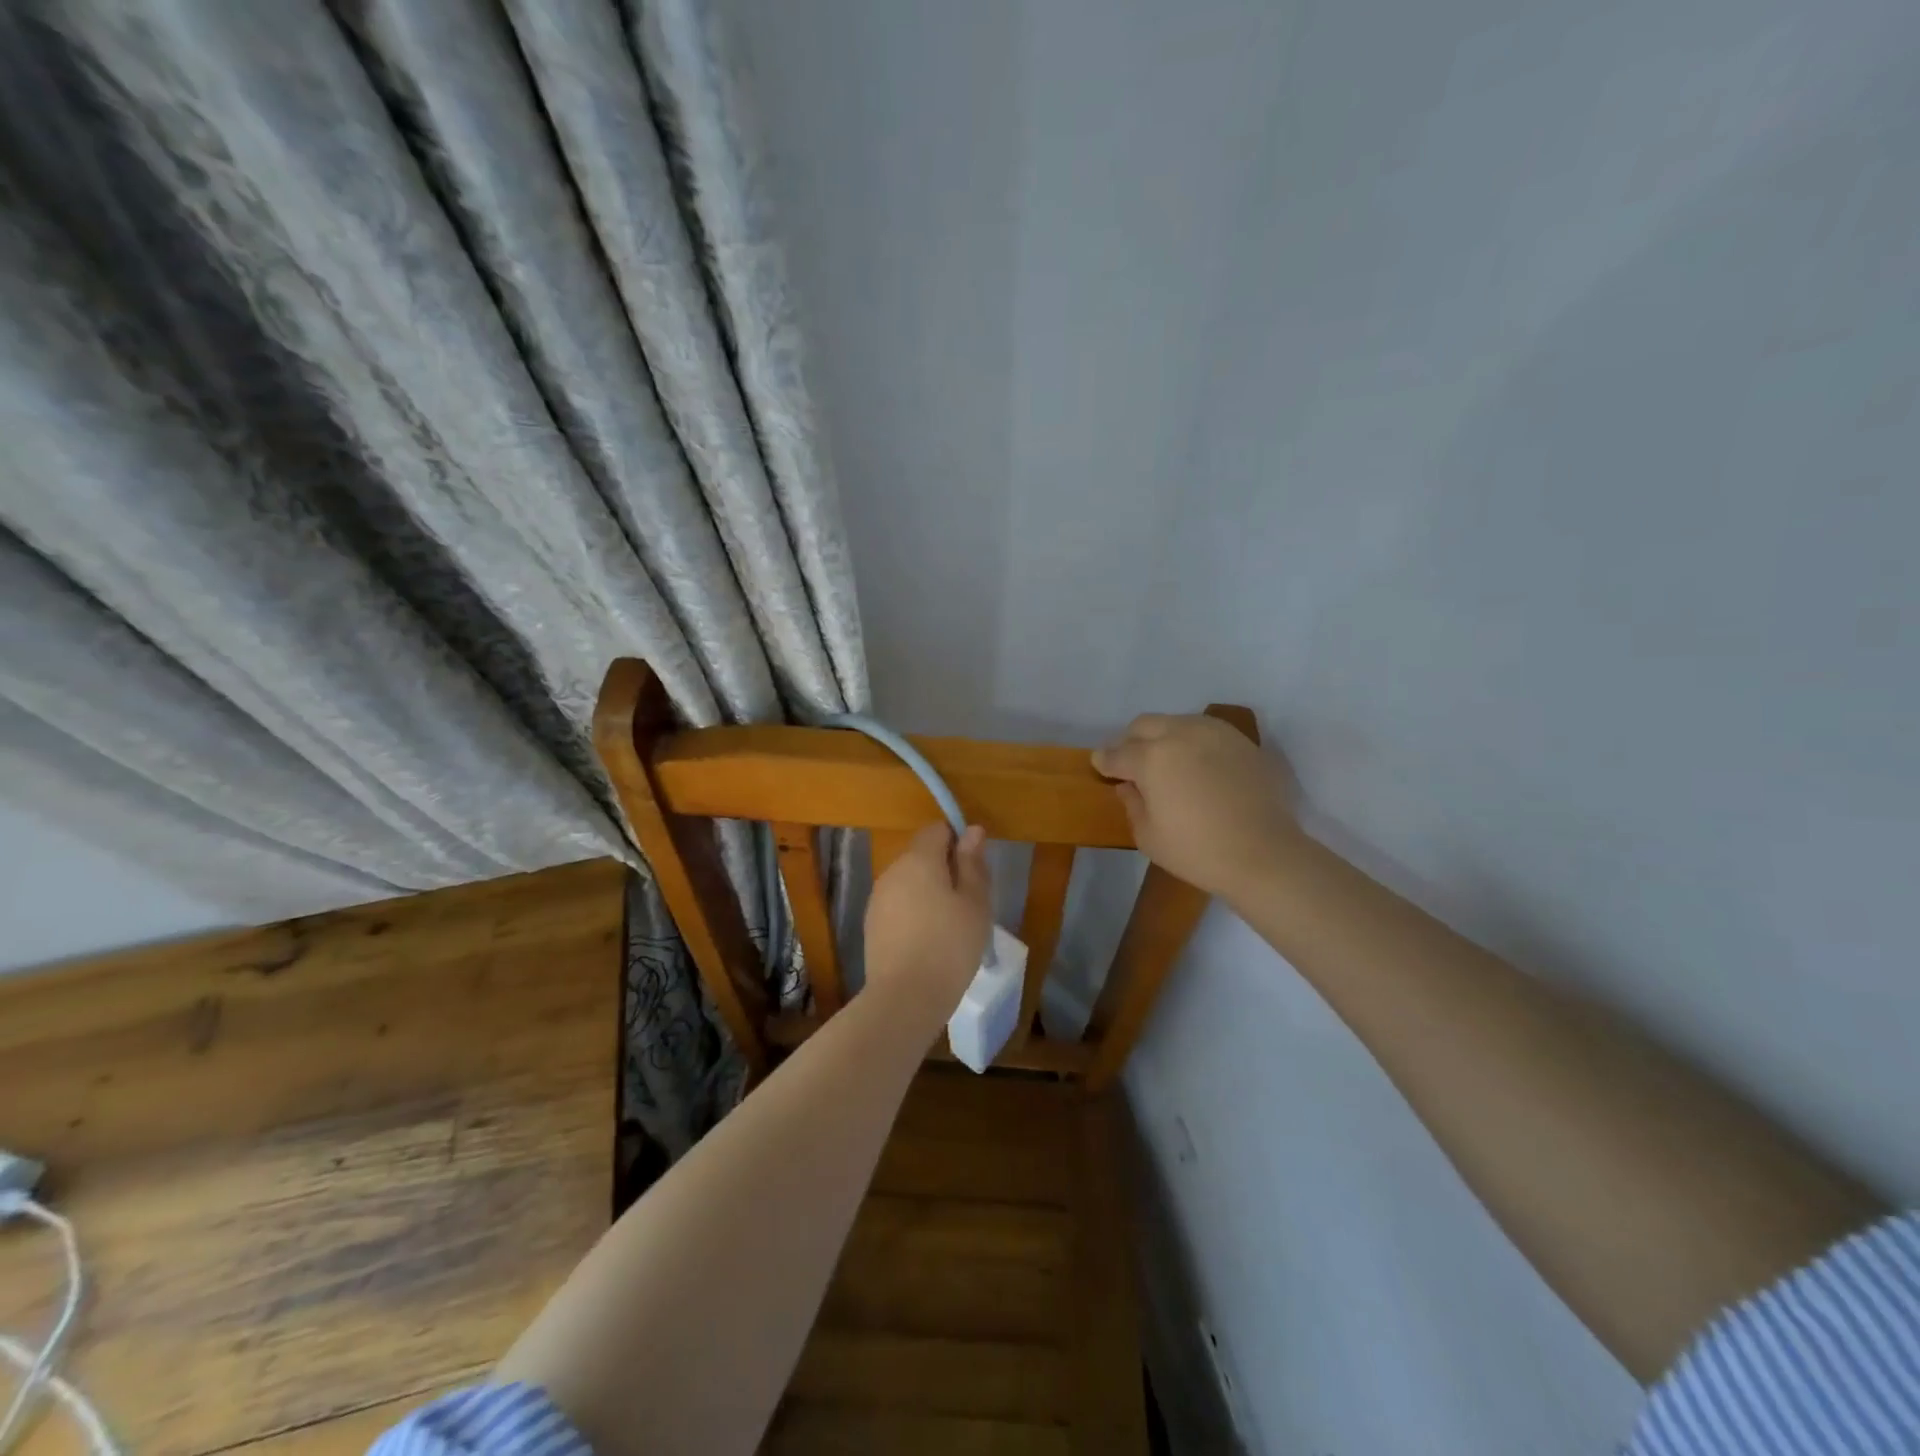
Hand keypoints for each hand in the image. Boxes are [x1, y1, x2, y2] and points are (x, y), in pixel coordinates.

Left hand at [863, 822, 992, 1021]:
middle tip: (969, 902)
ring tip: (951, 926)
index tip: (974, 869)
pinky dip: (914, 913)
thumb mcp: (975, 903)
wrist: (905, 998)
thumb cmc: (950, 945)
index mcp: (918, 859)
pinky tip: (928, 942)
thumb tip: (972, 831)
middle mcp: (892, 871)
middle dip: (945, 869)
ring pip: (909, 881)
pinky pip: (898, 905)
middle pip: (921, 855)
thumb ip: (972, 863)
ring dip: (929, 892)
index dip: (958, 841)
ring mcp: (878, 898)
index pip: (937, 830)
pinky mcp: (871, 924)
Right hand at [1093, 713, 1296, 902]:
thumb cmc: (1198, 851)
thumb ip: (1132, 804)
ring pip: (1176, 722)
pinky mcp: (1242, 742)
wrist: (1265, 854)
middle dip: (1130, 741)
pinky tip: (1197, 765)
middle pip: (1144, 725)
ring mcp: (1215, 734)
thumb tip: (1129, 786)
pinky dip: (1193, 743)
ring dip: (1162, 736)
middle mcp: (1180, 734)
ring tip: (1164, 760)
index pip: (1117, 754)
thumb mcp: (1149, 836)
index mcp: (1152, 757)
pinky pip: (1206, 732)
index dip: (1104, 761)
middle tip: (1129, 762)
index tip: (1100, 765)